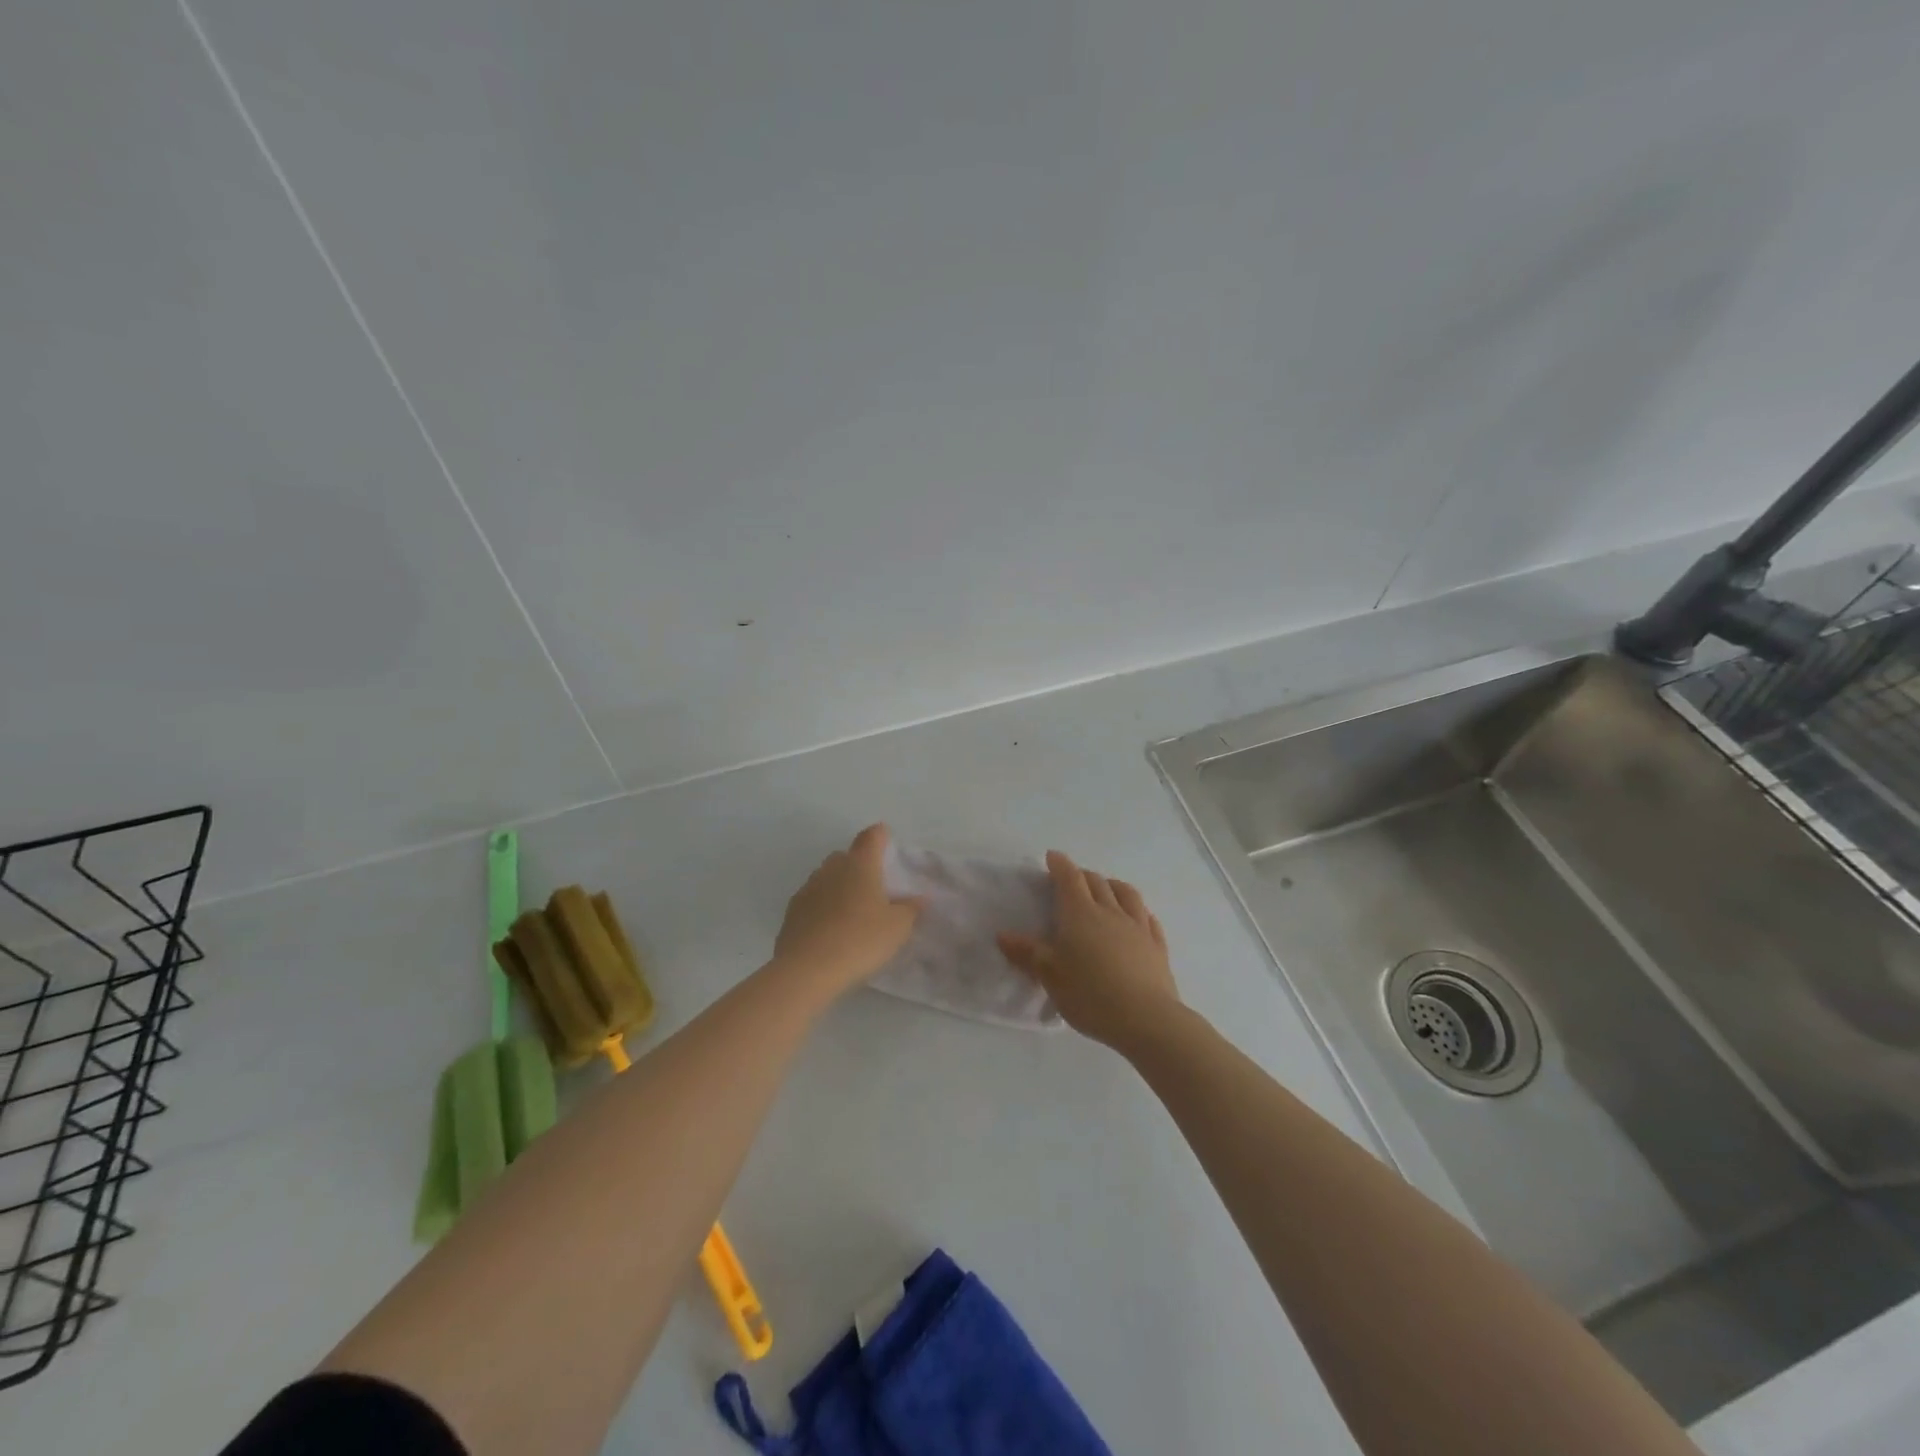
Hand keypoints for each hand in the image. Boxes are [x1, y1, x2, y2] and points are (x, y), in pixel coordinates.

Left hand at [773, 824, 922, 999]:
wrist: (807, 970)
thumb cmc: (860, 940)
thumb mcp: (897, 928)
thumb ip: (911, 909)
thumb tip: (919, 898)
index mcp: (860, 865)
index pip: (871, 837)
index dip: (880, 835)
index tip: (886, 839)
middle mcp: (832, 869)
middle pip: (846, 856)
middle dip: (859, 864)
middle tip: (873, 885)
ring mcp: (808, 889)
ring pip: (827, 877)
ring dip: (839, 886)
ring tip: (852, 910)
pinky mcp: (792, 911)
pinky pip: (813, 900)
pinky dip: (823, 906)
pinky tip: (830, 928)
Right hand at [998, 851, 1181, 1055]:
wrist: (1146, 1019)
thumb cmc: (1090, 994)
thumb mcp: (1050, 976)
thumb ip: (1027, 953)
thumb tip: (1003, 935)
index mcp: (1080, 914)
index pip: (1069, 878)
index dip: (1060, 865)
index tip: (1052, 857)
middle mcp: (1110, 912)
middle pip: (1097, 882)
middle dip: (1083, 875)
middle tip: (1072, 879)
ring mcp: (1138, 927)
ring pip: (1127, 894)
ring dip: (1113, 885)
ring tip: (1106, 888)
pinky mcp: (1157, 946)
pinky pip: (1148, 919)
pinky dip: (1139, 911)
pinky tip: (1139, 917)